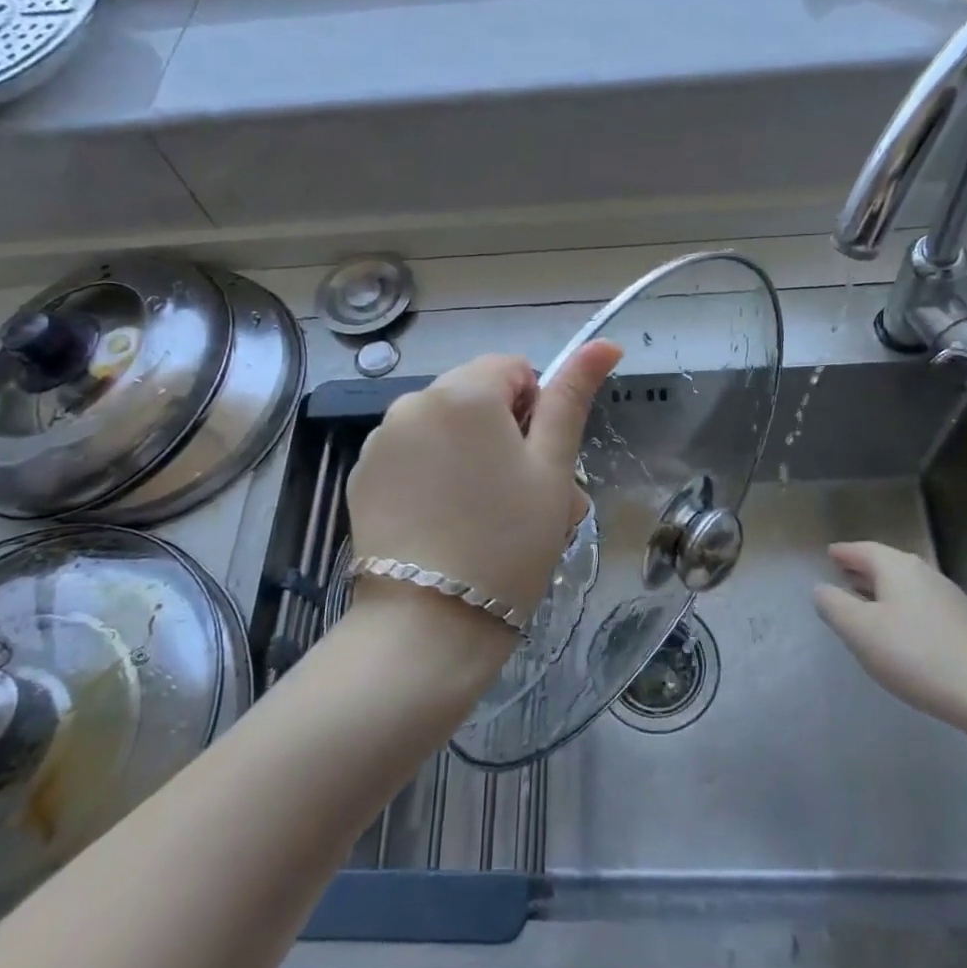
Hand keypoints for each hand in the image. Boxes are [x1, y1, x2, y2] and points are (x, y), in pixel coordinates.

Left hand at [346, 343, 623, 629]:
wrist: (429, 626)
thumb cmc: (509, 543)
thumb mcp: (553, 468)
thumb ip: (573, 397)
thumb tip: (604, 342)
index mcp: (464, 392)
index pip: (513, 368)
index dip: (535, 410)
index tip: (537, 462)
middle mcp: (414, 401)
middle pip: (475, 396)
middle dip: (504, 432)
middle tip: (522, 496)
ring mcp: (381, 440)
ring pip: (444, 427)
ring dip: (470, 453)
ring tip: (487, 516)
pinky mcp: (362, 476)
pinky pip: (412, 454)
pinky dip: (433, 474)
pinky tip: (445, 524)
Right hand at [814, 541, 966, 735]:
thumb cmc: (919, 656)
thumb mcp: (861, 631)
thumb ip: (834, 606)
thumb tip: (821, 588)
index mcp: (898, 568)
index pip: (863, 550)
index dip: (843, 553)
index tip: (829, 554)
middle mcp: (925, 574)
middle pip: (886, 565)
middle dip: (862, 569)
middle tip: (840, 574)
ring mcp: (949, 599)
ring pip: (904, 586)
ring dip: (881, 590)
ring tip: (862, 603)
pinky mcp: (965, 625)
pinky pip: (920, 606)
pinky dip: (900, 609)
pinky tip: (898, 632)